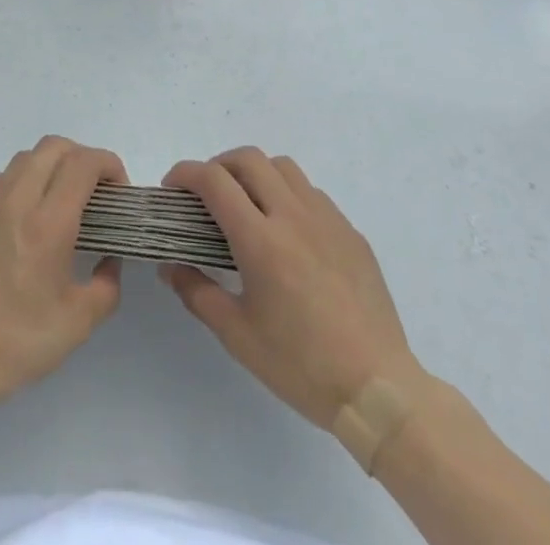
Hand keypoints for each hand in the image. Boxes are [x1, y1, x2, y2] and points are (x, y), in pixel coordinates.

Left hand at [0, 136, 127, 407]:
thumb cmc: (18, 341)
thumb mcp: (78, 323)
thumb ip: (106, 285)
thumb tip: (109, 259)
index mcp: (48, 223)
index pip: (83, 163)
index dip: (108, 165)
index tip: (118, 192)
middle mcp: (16, 200)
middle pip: (54, 147)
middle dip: (82, 158)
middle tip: (94, 192)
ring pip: (25, 157)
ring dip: (50, 166)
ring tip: (59, 201)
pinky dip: (20, 181)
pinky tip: (22, 214)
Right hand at [160, 148, 425, 430]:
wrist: (379, 390)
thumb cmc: (301, 366)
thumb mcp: (238, 335)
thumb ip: (197, 292)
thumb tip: (170, 266)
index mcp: (260, 240)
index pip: (213, 180)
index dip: (185, 174)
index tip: (172, 189)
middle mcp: (293, 216)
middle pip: (248, 159)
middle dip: (218, 166)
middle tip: (206, 195)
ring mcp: (327, 219)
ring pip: (283, 167)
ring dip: (256, 173)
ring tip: (247, 205)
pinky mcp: (351, 232)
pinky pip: (312, 193)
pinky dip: (288, 195)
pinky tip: (287, 232)